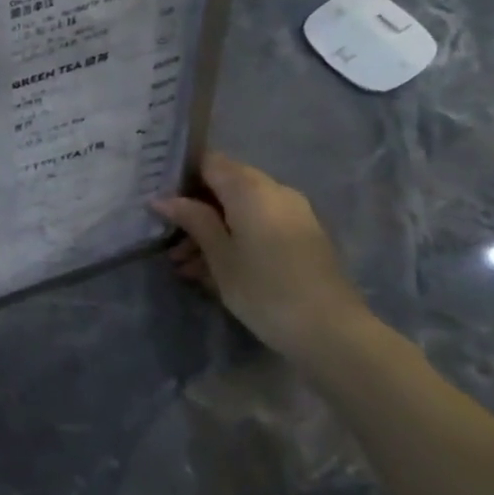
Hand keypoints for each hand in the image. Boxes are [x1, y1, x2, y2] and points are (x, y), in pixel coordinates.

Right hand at [152, 151, 372, 360]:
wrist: (332, 332)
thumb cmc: (264, 289)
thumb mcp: (219, 256)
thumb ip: (193, 220)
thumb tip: (163, 199)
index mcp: (251, 189)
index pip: (209, 162)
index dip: (182, 176)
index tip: (161, 200)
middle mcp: (275, 191)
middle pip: (225, 186)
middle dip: (196, 210)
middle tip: (169, 239)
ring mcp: (293, 215)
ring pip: (241, 210)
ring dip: (212, 230)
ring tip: (184, 265)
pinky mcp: (302, 238)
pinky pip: (259, 226)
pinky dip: (235, 240)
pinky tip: (211, 271)